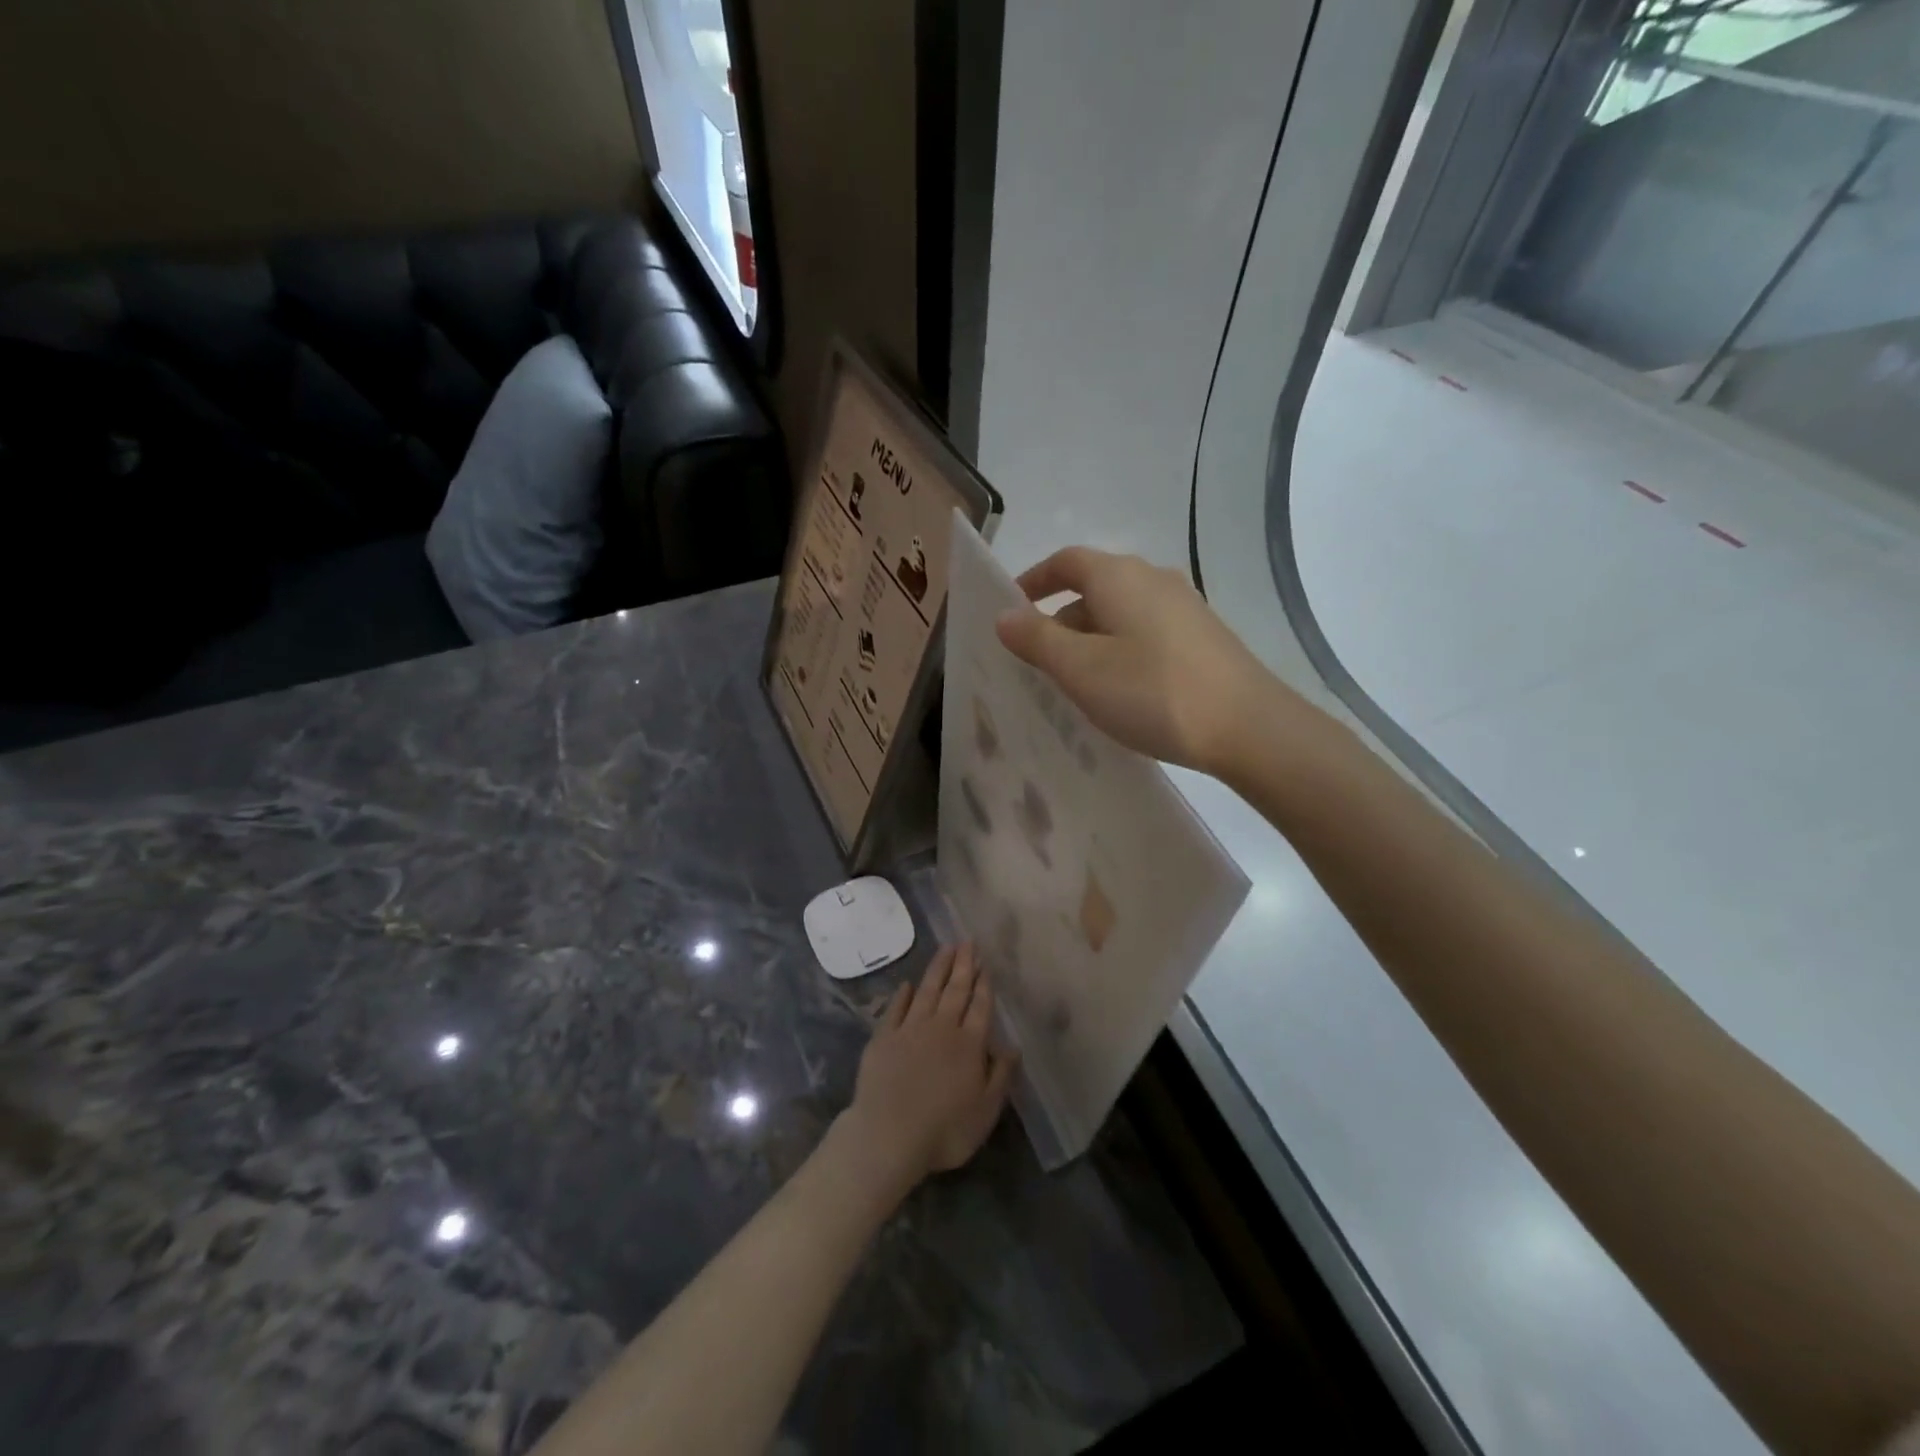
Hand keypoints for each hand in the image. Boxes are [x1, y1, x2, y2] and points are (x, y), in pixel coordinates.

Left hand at [844, 944, 1016, 1185]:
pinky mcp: (883, 1038)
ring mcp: (909, 1030)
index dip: (984, 984)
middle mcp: (941, 1028)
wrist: (888, 1135)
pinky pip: (895, 1009)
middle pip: (955, 991)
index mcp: (969, 1045)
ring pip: (927, 992)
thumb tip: (1013, 1045)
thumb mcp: (986, 1110)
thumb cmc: (945, 1130)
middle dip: (963, 965)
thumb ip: (1001, 1075)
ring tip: (945, 948)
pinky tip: (907, 984)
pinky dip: (902, 995)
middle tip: (967, 941)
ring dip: (937, 969)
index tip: (985, 962)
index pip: (980, 1007)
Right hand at [995, 546, 1311, 776]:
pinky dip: (1118, 652)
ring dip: (1089, 640)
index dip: (1033, 580)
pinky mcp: (1202, 638)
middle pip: (1093, 588)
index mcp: (1119, 576)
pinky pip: (1144, 634)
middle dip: (1058, 620)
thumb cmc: (1152, 692)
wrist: (1248, 727)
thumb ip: (1037, 639)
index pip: (1065, 561)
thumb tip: (1004, 615)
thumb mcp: (1081, 669)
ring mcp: (1183, 608)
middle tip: (1035, 662)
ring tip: (1073, 684)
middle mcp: (1153, 579)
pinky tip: (1119, 692)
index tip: (1010, 609)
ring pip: (1119, 614)